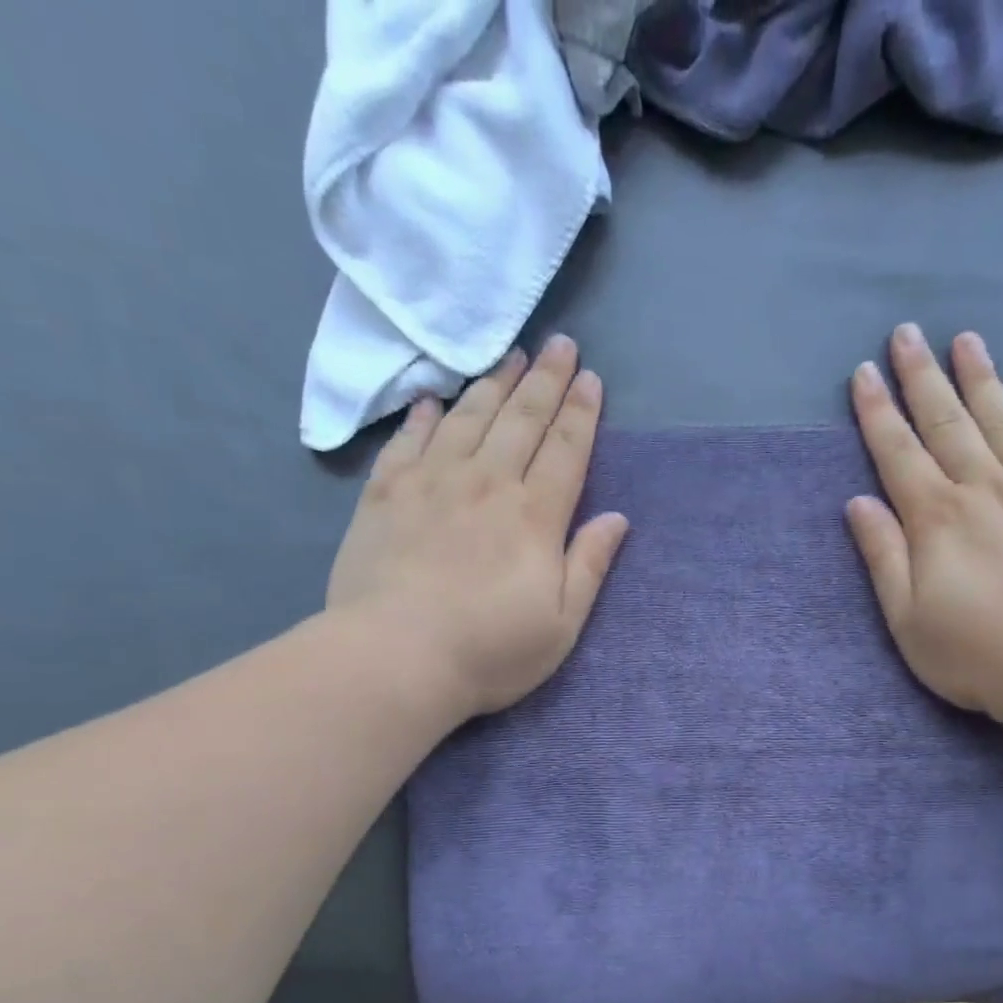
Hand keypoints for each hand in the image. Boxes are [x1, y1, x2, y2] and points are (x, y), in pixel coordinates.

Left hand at [326, 336, 628, 719]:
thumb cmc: (490, 650)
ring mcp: (431, 483)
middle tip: (559, 344)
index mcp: (534, 517)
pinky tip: (433, 400)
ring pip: (468, 418)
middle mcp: (486, 484)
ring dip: (493, 384)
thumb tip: (616, 519)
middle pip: (521, 420)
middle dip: (545, 380)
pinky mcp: (385, 495)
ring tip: (510, 355)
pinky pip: (408, 441)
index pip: (565, 450)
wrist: (395, 658)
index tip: (591, 379)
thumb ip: (589, 566)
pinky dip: (424, 417)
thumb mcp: (560, 624)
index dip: (581, 412)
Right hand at [845, 323, 1002, 717]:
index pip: (899, 454)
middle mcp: (983, 491)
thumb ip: (883, 556)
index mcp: (936, 519)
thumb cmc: (972, 652)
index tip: (863, 374)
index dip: (878, 413)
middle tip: (907, 333)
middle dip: (922, 378)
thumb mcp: (907, 618)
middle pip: (948, 424)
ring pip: (1002, 424)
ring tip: (966, 340)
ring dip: (980, 380)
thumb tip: (858, 503)